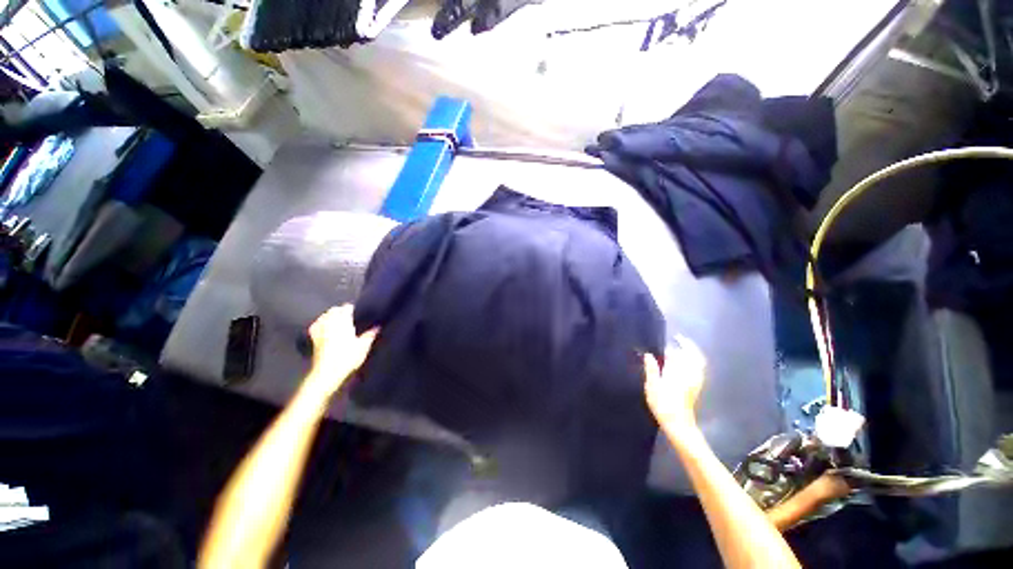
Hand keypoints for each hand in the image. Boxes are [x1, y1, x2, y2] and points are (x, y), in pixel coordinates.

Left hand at [307, 305, 377, 392]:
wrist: (327, 373)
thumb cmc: (347, 358)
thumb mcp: (363, 347)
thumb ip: (370, 335)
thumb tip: (377, 326)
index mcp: (343, 324)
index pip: (345, 310)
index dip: (349, 307)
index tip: (354, 308)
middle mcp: (330, 325)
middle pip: (333, 311)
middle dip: (338, 309)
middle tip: (345, 311)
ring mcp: (321, 332)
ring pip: (323, 318)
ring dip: (328, 314)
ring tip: (334, 315)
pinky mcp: (315, 341)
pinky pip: (314, 327)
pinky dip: (318, 323)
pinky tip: (320, 324)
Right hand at [643, 335, 706, 429]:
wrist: (678, 424)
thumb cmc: (663, 404)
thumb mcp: (652, 386)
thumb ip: (651, 369)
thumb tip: (648, 355)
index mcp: (678, 372)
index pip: (681, 354)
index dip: (678, 345)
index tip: (674, 338)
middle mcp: (690, 374)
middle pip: (694, 356)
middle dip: (688, 347)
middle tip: (679, 340)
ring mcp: (695, 381)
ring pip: (698, 363)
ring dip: (692, 354)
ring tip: (681, 350)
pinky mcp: (696, 388)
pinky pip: (698, 370)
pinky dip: (694, 363)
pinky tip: (684, 365)